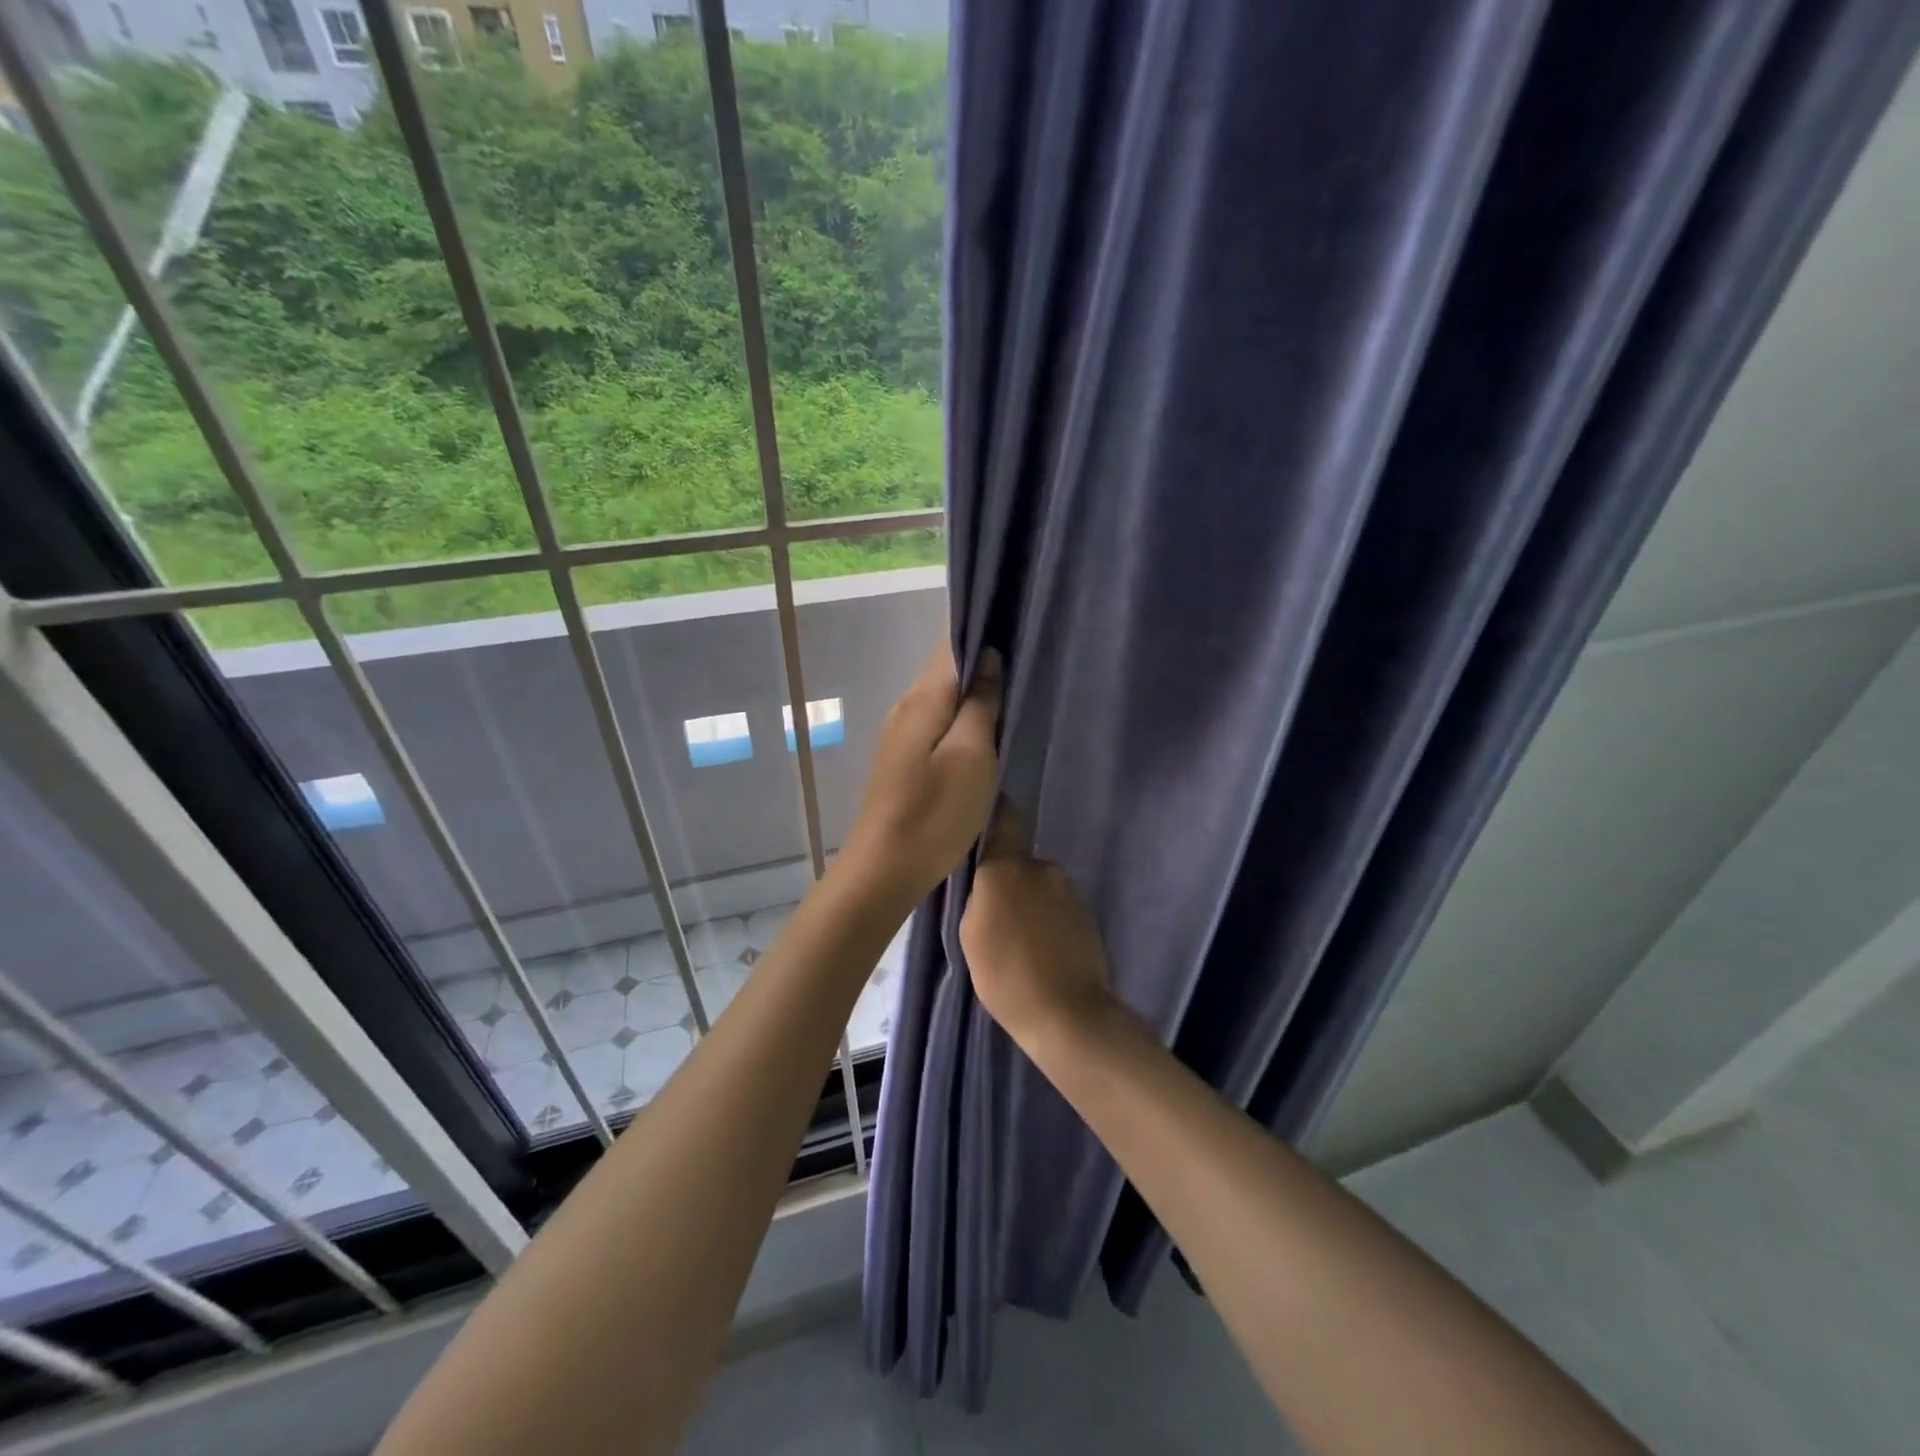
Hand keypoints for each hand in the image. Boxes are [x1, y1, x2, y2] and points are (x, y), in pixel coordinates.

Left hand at [840, 645, 1002, 906]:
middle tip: (1032, 663)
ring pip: (945, 696)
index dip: (985, 630)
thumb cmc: (934, 812)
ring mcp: (903, 732)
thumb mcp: (971, 755)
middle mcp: (908, 705)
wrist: (885, 869)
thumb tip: (989, 656)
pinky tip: (988, 730)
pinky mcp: (906, 758)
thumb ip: (981, 703)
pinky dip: (964, 717)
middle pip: (948, 668)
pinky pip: (939, 721)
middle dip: (985, 661)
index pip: (953, 643)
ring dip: (976, 692)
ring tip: (1017, 693)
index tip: (1022, 627)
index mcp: (924, 697)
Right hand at [961, 801, 1115, 1047]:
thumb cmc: (1006, 974)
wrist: (1068, 1014)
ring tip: (1018, 938)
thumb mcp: (970, 934)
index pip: (1002, 818)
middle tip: (993, 912)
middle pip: (1018, 861)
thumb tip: (989, 884)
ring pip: (1039, 885)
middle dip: (1007, 878)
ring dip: (1028, 901)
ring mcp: (1069, 890)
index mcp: (1008, 867)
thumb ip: (978, 896)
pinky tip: (1041, 948)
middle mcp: (1042, 867)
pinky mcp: (1087, 913)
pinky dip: (1048, 919)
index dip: (992, 813)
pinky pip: (1057, 906)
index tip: (979, 814)